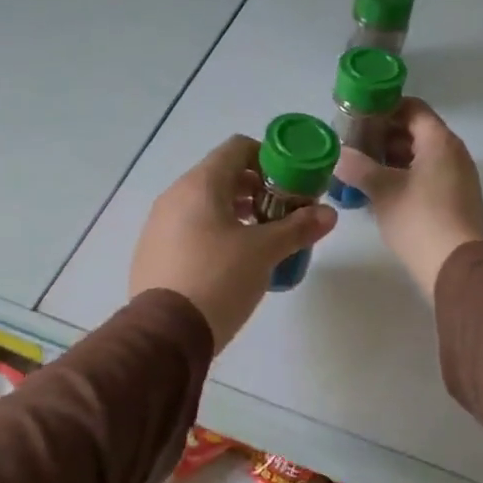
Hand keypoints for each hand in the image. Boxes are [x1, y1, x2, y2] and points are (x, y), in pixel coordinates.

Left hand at [130, 135, 336, 351]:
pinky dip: (214, 233)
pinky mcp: (153, 252)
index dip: (268, 158)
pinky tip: (231, 263)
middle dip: (257, 190)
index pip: (237, 148)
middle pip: (222, 176)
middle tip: (282, 215)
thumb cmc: (218, 279)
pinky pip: (189, 229)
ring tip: (261, 240)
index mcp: (200, 185)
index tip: (290, 184)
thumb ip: (298, 228)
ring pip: (205, 204)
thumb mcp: (264, 252)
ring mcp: (159, 225)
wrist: (165, 334)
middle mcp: (174, 196)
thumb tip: (329, 213)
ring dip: (237, 213)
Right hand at [334, 98, 482, 299]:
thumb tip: (339, 155)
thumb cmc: (418, 219)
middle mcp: (455, 153)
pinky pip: (429, 176)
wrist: (455, 265)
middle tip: (355, 145)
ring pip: (422, 156)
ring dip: (393, 158)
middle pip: (417, 131)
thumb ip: (357, 167)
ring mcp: (459, 177)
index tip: (359, 117)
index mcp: (440, 141)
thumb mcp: (381, 190)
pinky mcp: (458, 199)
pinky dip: (406, 176)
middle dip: (384, 135)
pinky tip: (382, 192)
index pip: (413, 108)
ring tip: (363, 170)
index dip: (385, 108)